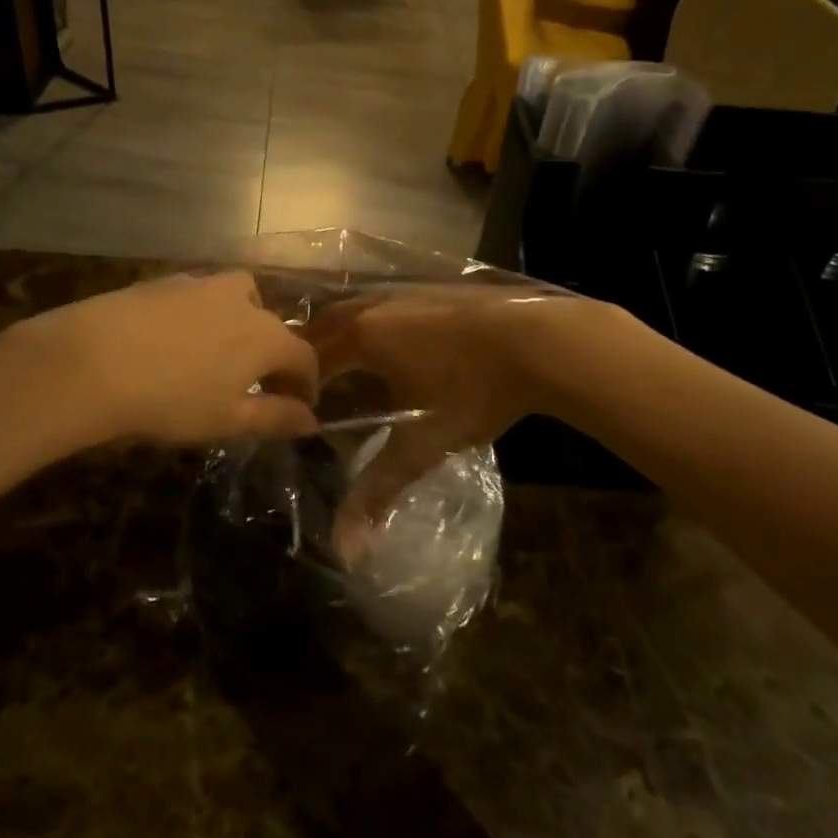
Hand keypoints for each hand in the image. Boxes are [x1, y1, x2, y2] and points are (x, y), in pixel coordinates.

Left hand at [0, 272, 320, 449]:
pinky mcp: (165, 282)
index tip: (300, 405)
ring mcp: (201, 284)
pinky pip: (199, 297)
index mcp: (266, 335)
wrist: (93, 360)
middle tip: (257, 384)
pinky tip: (177, 341)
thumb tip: (311, 420)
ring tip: (218, 355)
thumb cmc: (171, 399)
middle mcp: (241, 300)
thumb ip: (275, 418)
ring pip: (237, 299)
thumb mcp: (228, 420)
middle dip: (273, 353)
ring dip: (240, 325)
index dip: (306, 382)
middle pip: (272, 324)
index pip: (303, 356)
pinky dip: (203, 316)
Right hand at [301, 287, 608, 533]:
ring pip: (355, 309)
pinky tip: (389, 346)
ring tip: (342, 368)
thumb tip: (344, 547)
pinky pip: (381, 304)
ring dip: (341, 334)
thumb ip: (379, 489)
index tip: (297, 410)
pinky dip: (370, 324)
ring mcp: (405, 291)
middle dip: (311, 354)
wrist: (540, 339)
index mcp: (362, 334)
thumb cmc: (473, 389)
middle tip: (309, 389)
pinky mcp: (432, 289)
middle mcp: (374, 304)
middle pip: (325, 324)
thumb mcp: (424, 442)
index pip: (310, 356)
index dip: (298, 383)